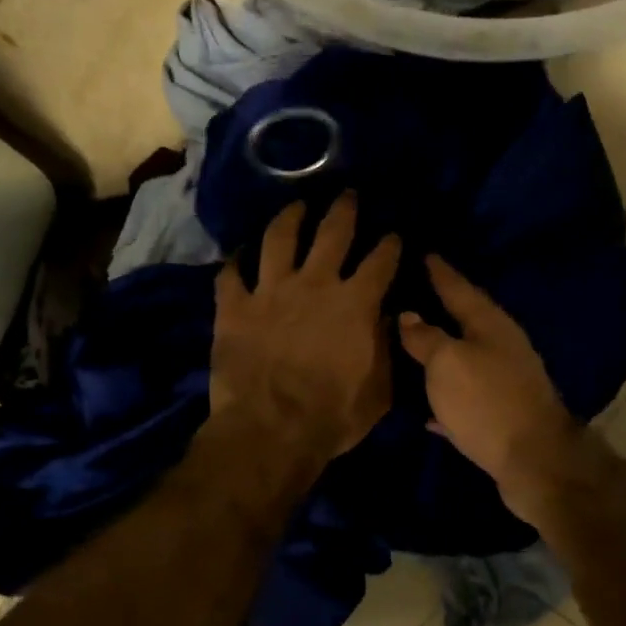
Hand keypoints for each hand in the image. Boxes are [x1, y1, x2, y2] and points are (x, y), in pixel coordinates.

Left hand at [212, 193, 400, 457]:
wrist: (270, 431)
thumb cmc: (333, 415)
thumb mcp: (379, 390)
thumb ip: (387, 348)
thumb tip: (388, 318)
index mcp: (356, 303)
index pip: (381, 261)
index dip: (390, 244)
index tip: (394, 234)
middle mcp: (316, 284)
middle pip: (333, 232)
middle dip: (344, 209)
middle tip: (347, 194)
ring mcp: (271, 291)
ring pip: (279, 238)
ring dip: (289, 217)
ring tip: (295, 206)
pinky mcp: (235, 307)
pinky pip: (230, 275)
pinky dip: (234, 262)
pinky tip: (238, 253)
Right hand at [398, 256, 581, 513]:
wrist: (534, 461)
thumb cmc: (486, 401)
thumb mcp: (447, 362)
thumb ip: (425, 337)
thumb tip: (408, 314)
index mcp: (490, 324)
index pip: (459, 288)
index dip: (440, 271)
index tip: (423, 252)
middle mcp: (501, 346)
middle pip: (466, 320)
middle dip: (440, 306)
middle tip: (411, 291)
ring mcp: (504, 380)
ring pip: (465, 357)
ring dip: (441, 349)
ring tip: (411, 340)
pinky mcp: (500, 414)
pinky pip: (465, 396)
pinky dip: (446, 396)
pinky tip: (425, 405)